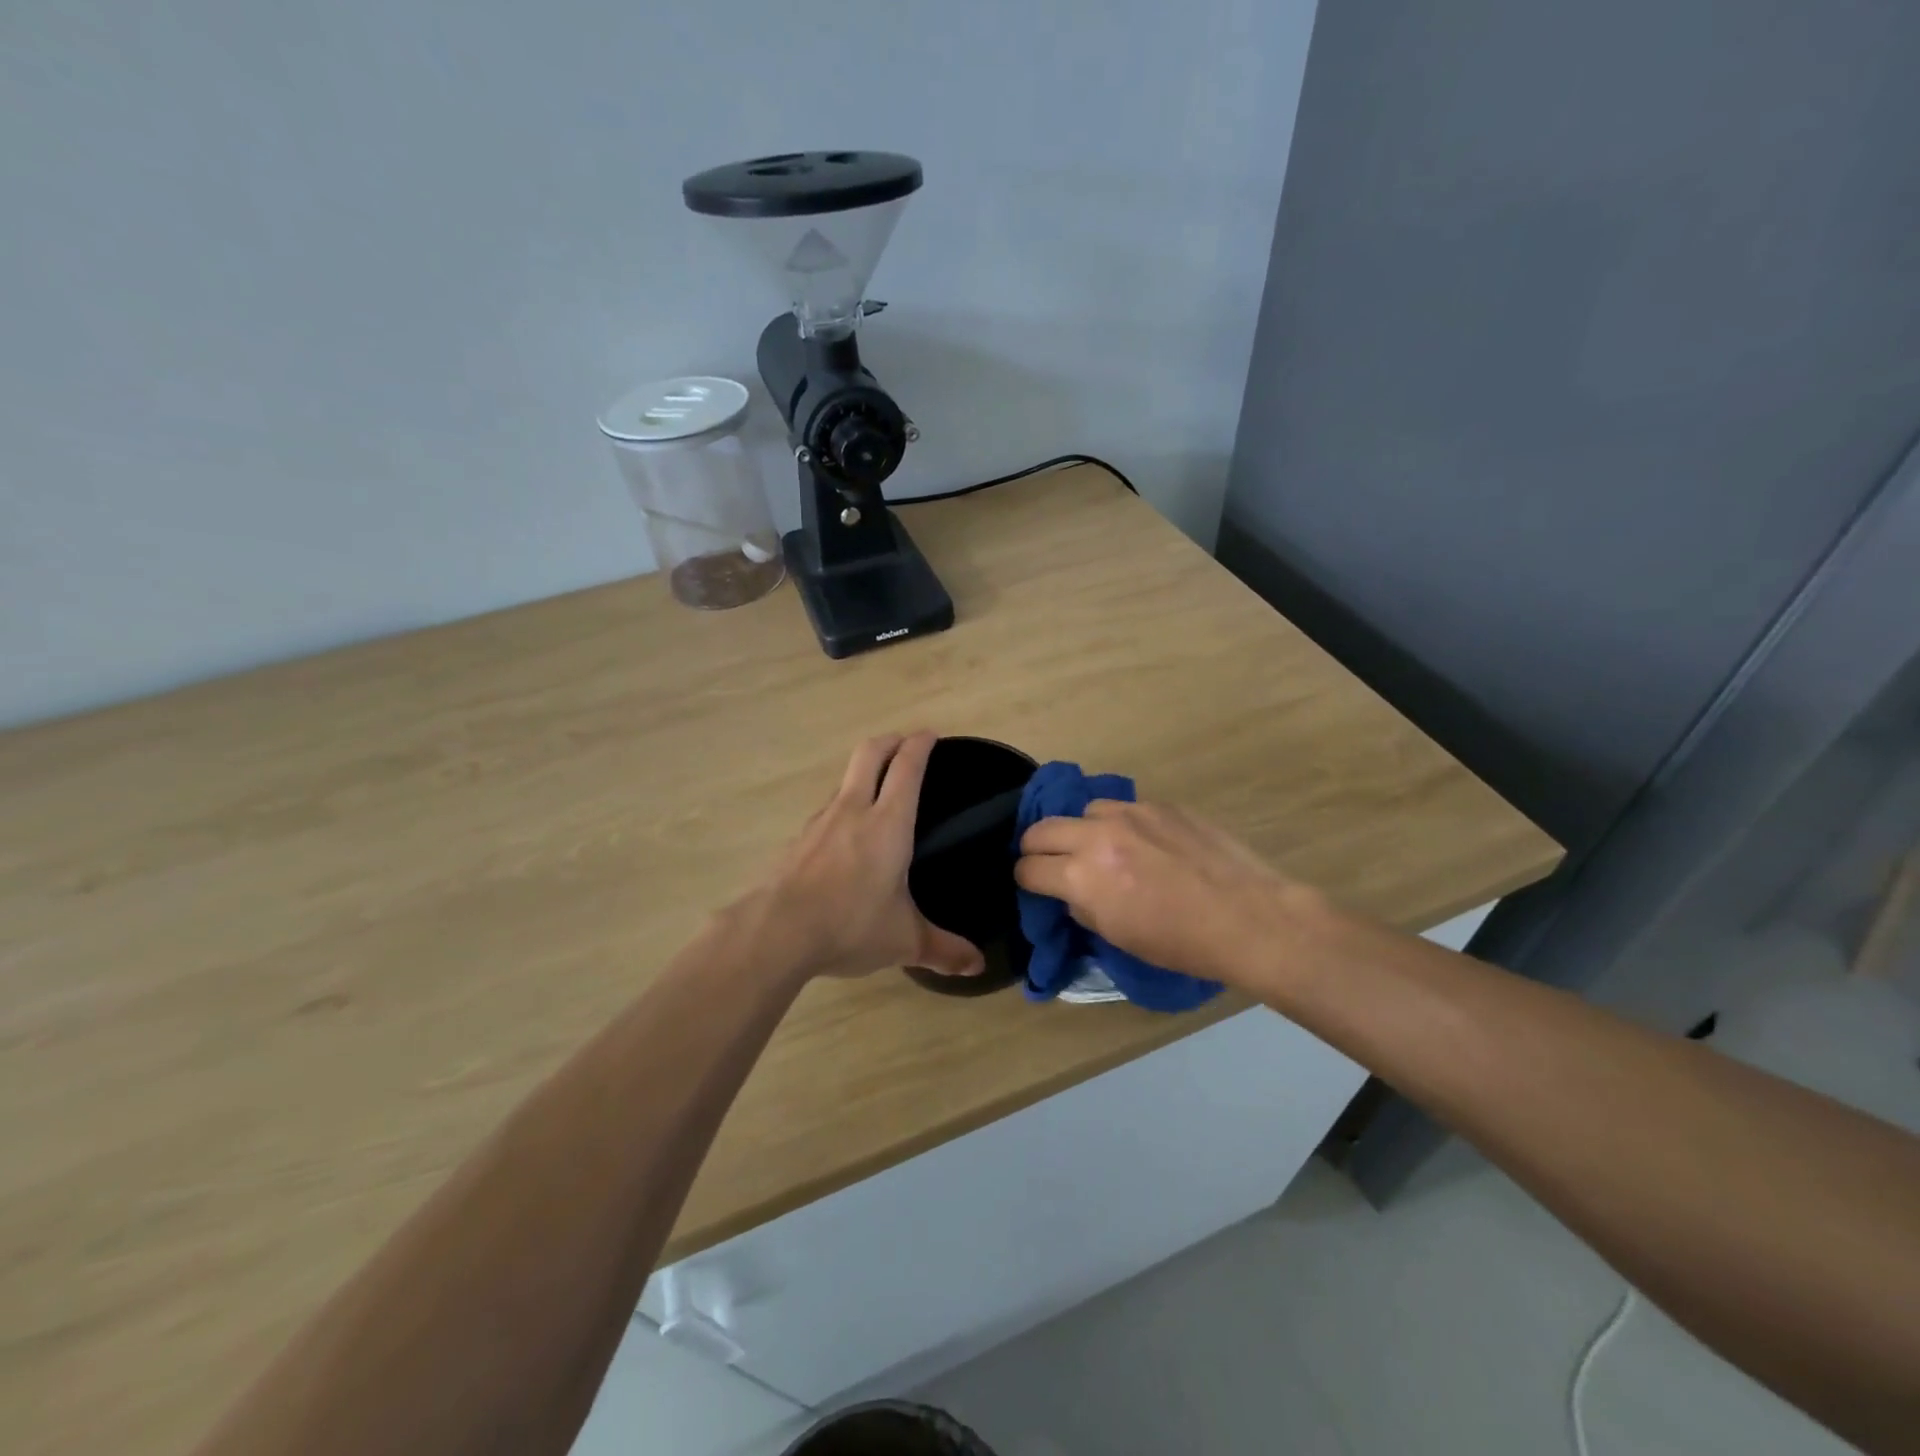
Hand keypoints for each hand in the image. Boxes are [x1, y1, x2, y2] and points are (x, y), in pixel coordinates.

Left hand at [740, 733, 985, 982]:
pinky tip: (845, 837)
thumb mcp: (904, 940)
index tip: (930, 734)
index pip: (907, 767)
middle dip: (890, 741)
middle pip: (870, 753)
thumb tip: (977, 966)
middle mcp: (854, 810)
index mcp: (888, 824)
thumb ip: (943, 949)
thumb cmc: (850, 925)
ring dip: (863, 773)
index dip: (920, 745)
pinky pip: (826, 811)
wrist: (776, 931)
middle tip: (905, 744)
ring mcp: (820, 822)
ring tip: (877, 793)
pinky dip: (842, 808)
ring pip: (845, 780)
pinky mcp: (798, 839)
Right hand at [1014, 800, 1315, 987]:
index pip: (1028, 867)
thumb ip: (1082, 906)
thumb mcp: (1118, 936)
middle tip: (1051, 864)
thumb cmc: (1181, 943)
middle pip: (1041, 828)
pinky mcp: (1160, 804)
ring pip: (1084, 811)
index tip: (1033, 885)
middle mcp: (1098, 835)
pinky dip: (1118, 825)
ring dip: (1082, 831)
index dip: (1025, 879)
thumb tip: (1071, 891)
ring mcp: (1131, 813)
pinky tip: (1141, 843)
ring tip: (1102, 849)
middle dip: (1037, 848)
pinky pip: (1122, 808)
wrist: (1248, 917)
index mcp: (1083, 876)